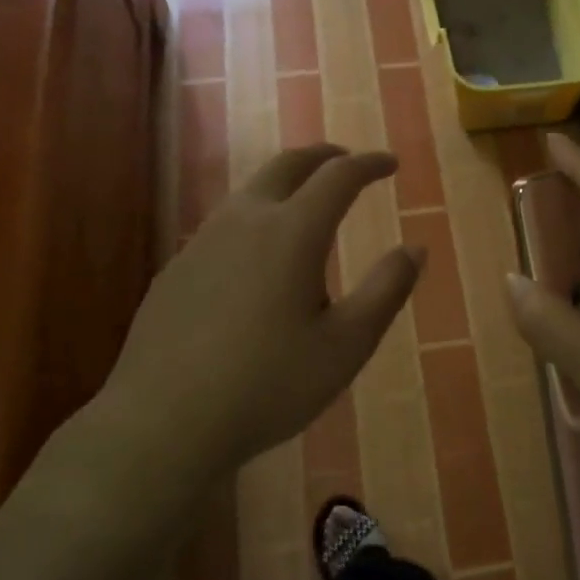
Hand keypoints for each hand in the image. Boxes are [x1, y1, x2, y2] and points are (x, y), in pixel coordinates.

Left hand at [98, 145, 421, 483]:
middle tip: (348, 161)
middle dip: (324, 156)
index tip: (390, 163)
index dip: (369, 164)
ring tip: (307, 204)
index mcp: (293, 232)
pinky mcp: (176, 269)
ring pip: (251, 191)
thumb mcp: (346, 345)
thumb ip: (386, 290)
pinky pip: (225, 224)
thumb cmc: (268, 385)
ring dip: (286, 183)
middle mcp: (245, 221)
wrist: (163, 422)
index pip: (339, 176)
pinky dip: (256, 217)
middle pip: (287, 165)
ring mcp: (203, 242)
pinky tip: (257, 256)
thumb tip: (416, 248)